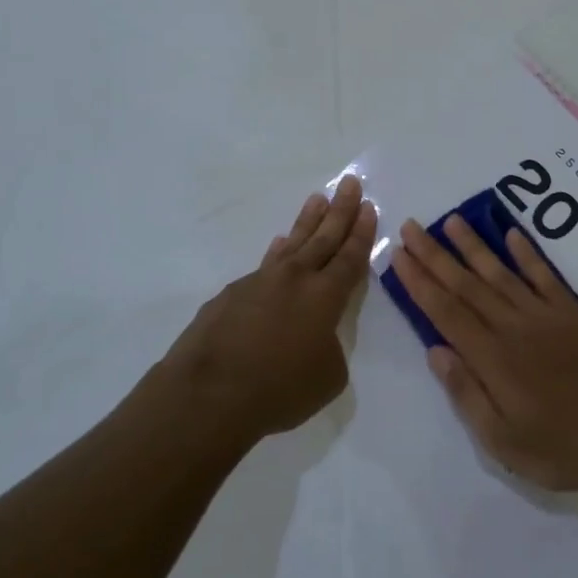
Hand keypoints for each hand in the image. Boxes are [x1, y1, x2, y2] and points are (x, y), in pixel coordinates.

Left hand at [150, 175, 376, 447]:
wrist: (209, 394)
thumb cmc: (279, 390)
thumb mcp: (327, 377)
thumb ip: (330, 348)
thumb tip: (315, 337)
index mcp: (325, 297)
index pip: (350, 257)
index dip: (362, 233)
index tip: (369, 207)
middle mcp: (294, 279)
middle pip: (323, 237)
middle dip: (340, 210)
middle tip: (350, 183)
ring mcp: (259, 282)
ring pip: (291, 244)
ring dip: (307, 222)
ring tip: (318, 199)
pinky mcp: (230, 295)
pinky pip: (263, 266)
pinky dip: (276, 254)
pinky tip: (278, 247)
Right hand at [391, 213, 577, 492]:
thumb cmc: (559, 450)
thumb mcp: (502, 441)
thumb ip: (467, 393)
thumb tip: (435, 351)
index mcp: (493, 359)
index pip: (446, 312)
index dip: (420, 283)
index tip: (398, 256)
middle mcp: (514, 328)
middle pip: (467, 285)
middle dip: (436, 256)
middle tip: (412, 227)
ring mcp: (546, 317)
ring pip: (502, 273)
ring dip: (474, 246)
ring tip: (451, 221)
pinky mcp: (574, 314)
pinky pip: (545, 276)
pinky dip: (527, 254)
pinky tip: (511, 234)